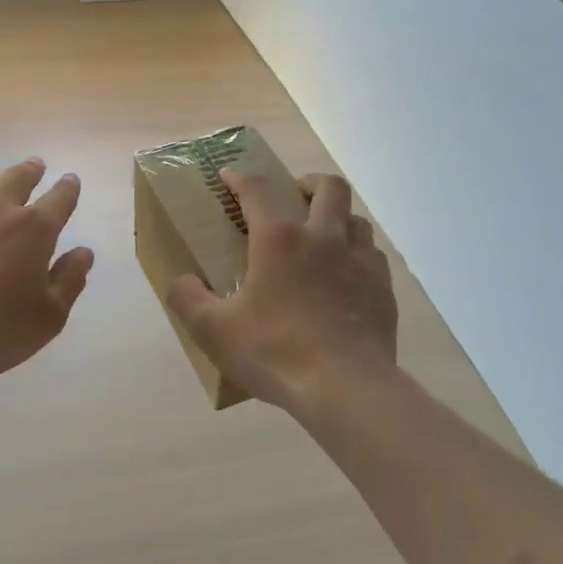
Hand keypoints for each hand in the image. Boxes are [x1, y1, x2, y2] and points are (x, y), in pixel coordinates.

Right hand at [167, 171, 397, 414]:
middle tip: (295, 194)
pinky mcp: (383, 289)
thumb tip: (179, 280)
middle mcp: (323, 238)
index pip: (257, 191)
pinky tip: (346, 277)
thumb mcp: (213, 330)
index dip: (240, 179)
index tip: (229, 176)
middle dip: (309, 181)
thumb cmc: (273, 351)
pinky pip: (373, 256)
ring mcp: (360, 262)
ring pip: (356, 219)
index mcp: (279, 240)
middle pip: (328, 188)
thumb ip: (187, 299)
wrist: (345, 387)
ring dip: (338, 218)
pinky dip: (357, 255)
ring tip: (323, 237)